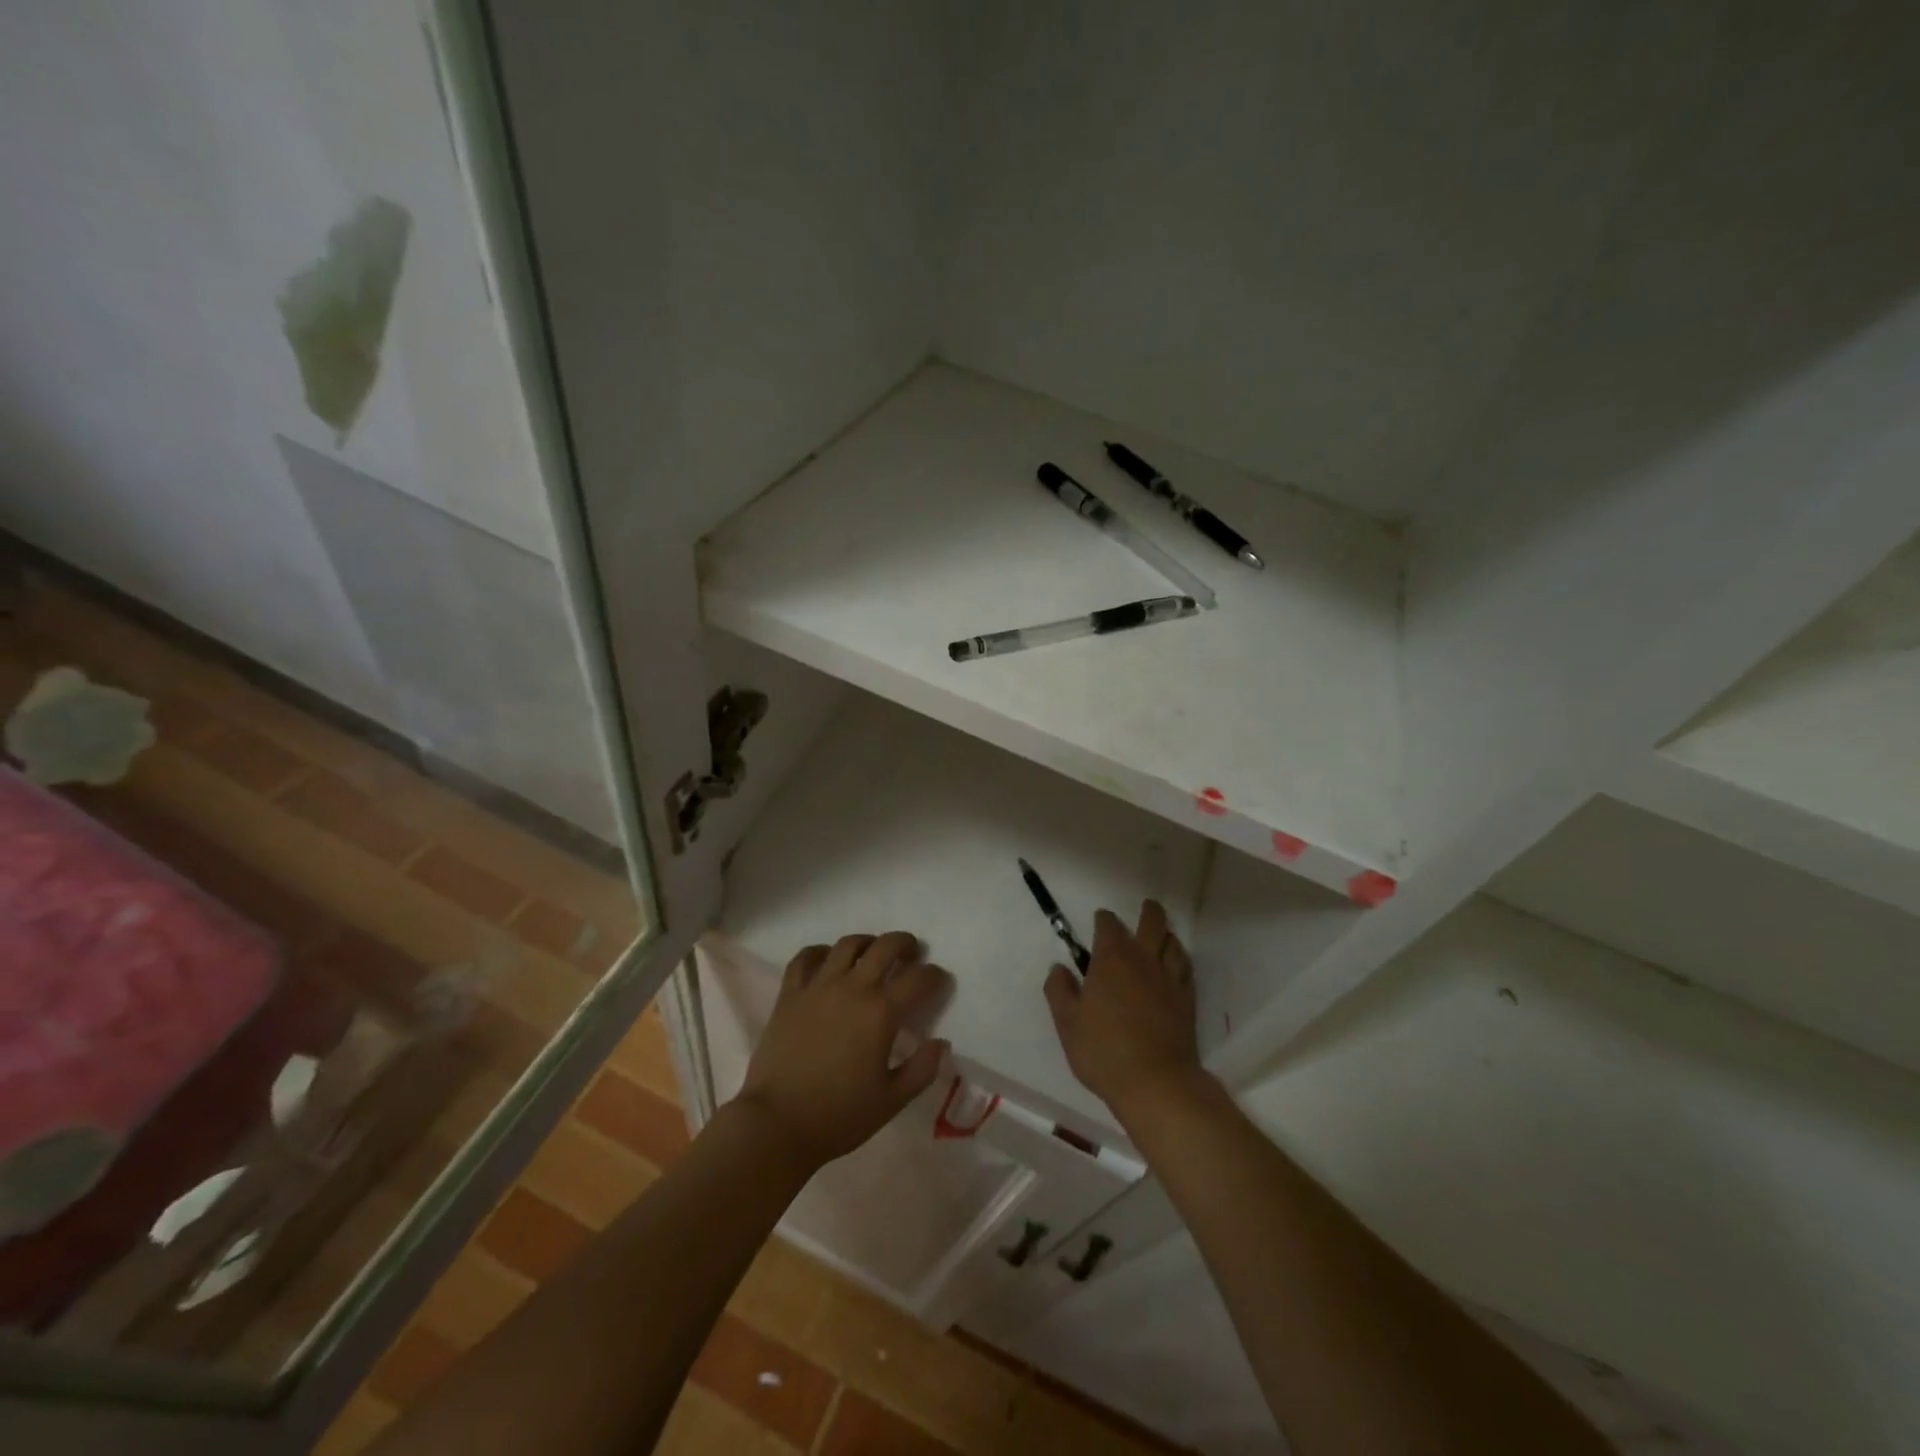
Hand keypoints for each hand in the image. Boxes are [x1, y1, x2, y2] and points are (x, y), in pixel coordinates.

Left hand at [734, 932, 950, 1169]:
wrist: (776, 1124)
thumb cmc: (839, 1116)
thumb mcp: (891, 1101)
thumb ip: (922, 1069)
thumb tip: (941, 1043)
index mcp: (881, 1012)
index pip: (918, 979)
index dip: (935, 975)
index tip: (939, 980)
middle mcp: (852, 988)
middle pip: (885, 947)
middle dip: (905, 944)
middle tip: (911, 953)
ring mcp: (818, 987)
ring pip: (847, 945)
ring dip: (867, 943)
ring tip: (872, 952)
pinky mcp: (790, 994)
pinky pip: (805, 958)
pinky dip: (820, 952)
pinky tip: (827, 960)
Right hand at [1044, 900, 1203, 1120]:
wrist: (1155, 1082)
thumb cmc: (1103, 1050)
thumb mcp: (1067, 1023)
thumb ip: (1060, 991)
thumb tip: (1059, 968)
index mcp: (1111, 960)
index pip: (1109, 926)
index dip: (1104, 920)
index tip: (1101, 919)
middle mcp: (1143, 961)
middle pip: (1152, 924)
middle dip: (1148, 912)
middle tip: (1146, 907)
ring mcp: (1169, 980)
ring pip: (1173, 944)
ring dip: (1167, 934)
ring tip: (1163, 935)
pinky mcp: (1187, 1001)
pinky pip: (1186, 970)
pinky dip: (1180, 960)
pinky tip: (1176, 967)